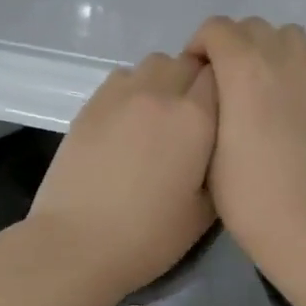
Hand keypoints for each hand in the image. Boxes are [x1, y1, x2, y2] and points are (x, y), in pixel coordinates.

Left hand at [28, 52, 217, 295]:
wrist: (77, 243)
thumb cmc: (148, 236)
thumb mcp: (206, 210)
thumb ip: (219, 164)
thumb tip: (218, 142)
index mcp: (195, 117)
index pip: (222, 74)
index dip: (228, 89)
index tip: (226, 113)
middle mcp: (160, 92)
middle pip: (189, 62)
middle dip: (198, 80)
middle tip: (196, 117)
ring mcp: (121, 94)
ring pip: (155, 63)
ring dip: (166, 80)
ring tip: (161, 116)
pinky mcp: (91, 103)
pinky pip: (123, 77)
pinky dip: (134, 88)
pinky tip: (129, 121)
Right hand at [183, 17, 305, 276]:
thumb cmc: (246, 192)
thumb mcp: (207, 145)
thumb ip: (209, 102)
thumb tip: (214, 88)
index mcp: (245, 68)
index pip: (217, 28)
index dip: (199, 44)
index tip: (193, 74)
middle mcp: (283, 62)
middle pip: (254, 27)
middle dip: (232, 44)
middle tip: (221, 81)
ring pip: (289, 38)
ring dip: (267, 49)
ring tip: (255, 86)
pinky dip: (290, 77)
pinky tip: (282, 115)